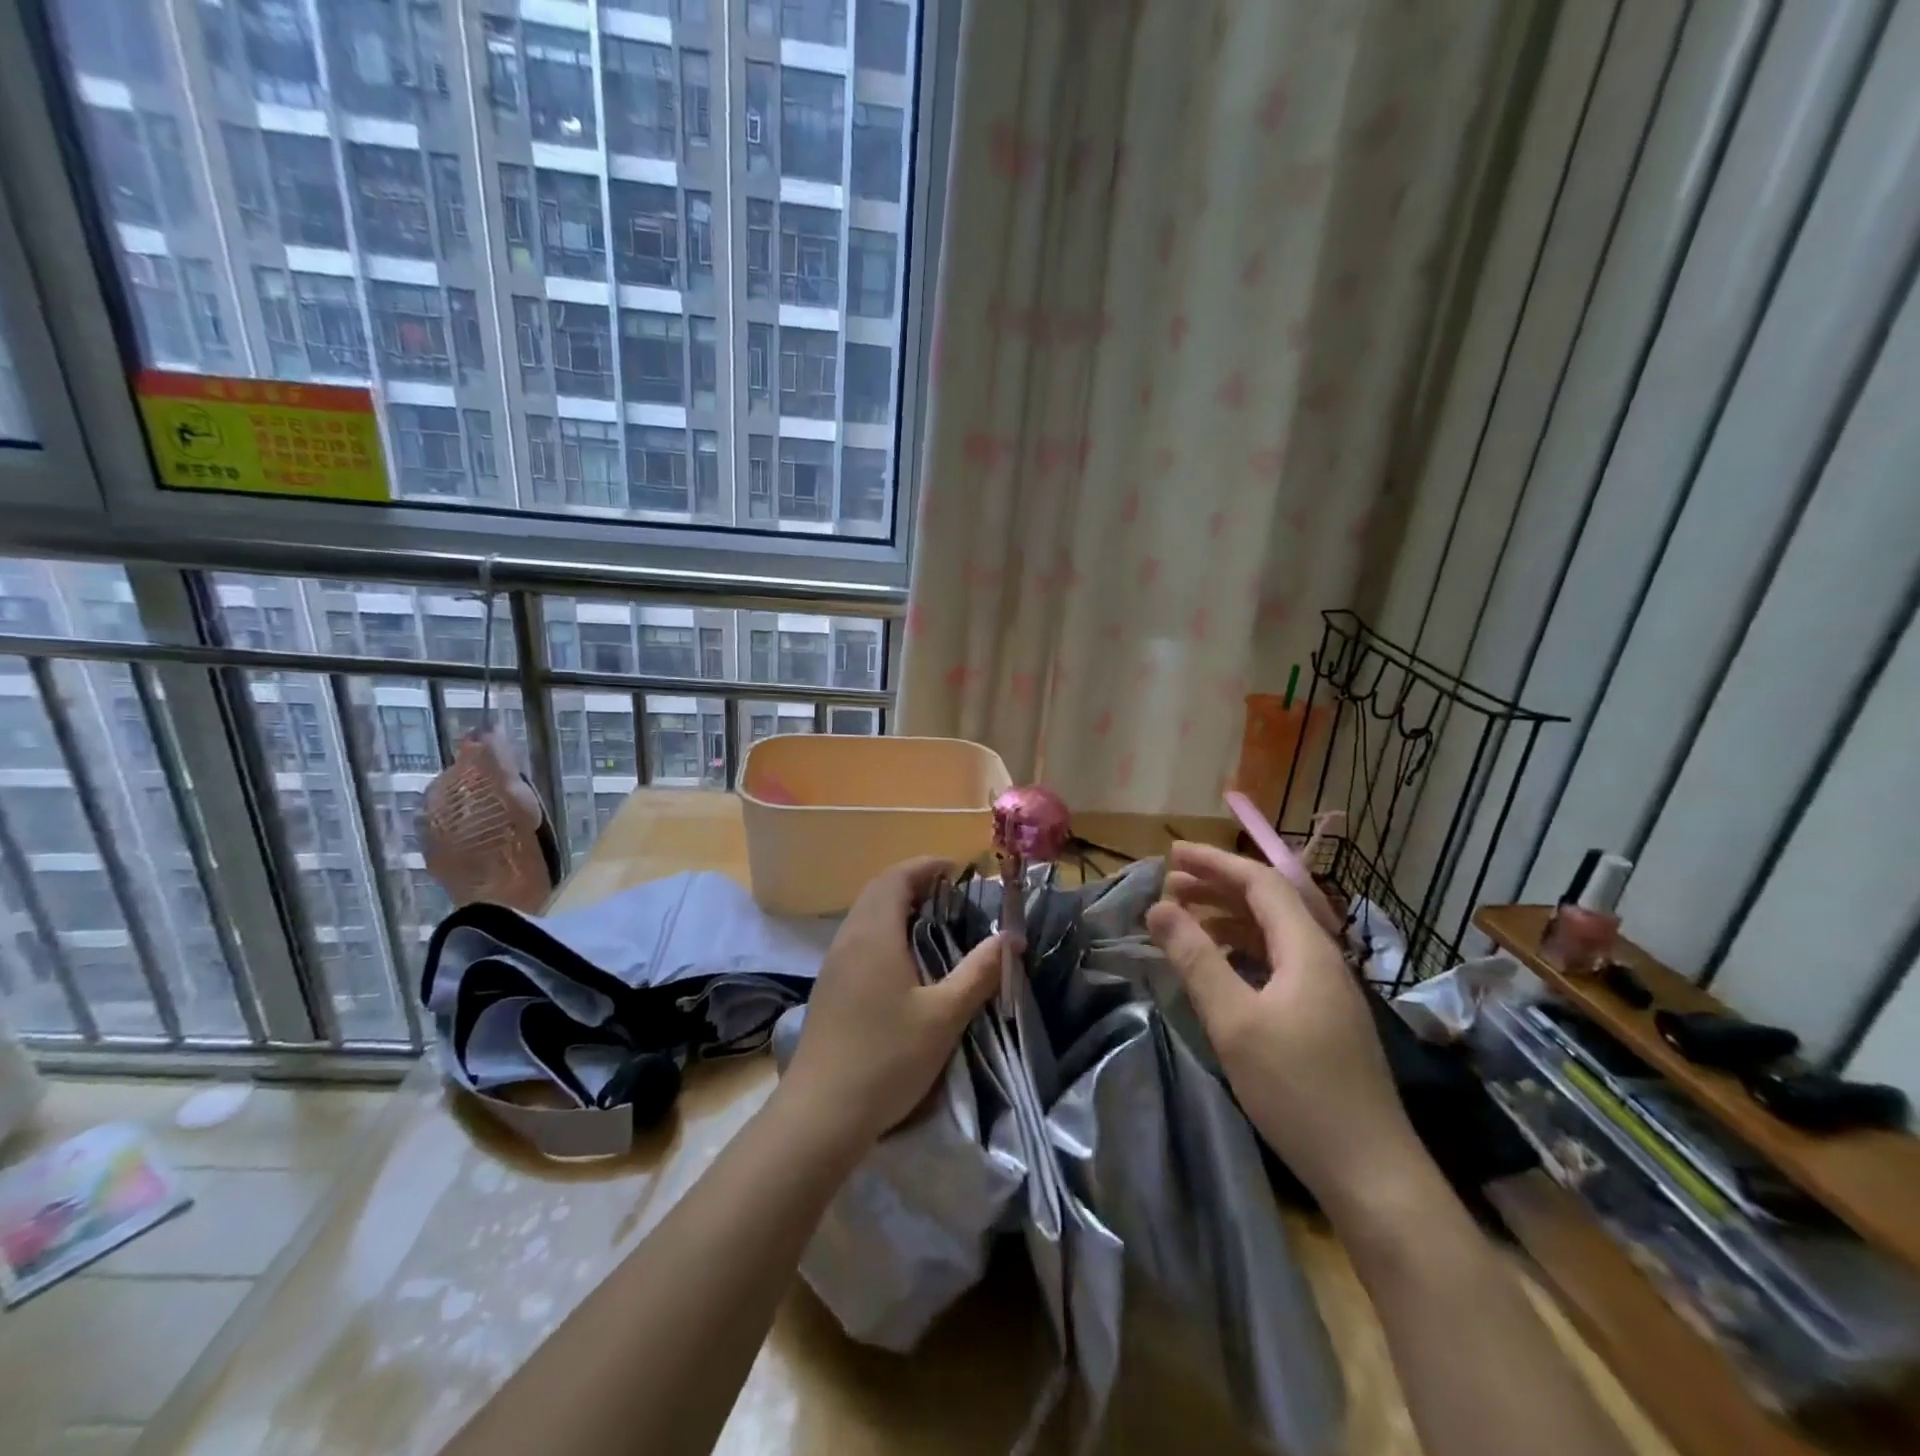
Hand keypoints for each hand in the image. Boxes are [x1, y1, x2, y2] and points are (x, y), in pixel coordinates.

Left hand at [781, 857, 1001, 1153]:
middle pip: (879, 891)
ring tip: (934, 923)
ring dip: (897, 907)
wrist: (820, 1113)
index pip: (897, 877)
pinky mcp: (829, 987)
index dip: (926, 866)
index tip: (957, 869)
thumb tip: (1010, 937)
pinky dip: (884, 931)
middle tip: (951, 895)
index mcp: (875, 933)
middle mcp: (849, 938)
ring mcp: (834, 963)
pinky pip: (859, 939)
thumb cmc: (887, 1058)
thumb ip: (979, 973)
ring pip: (866, 915)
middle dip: (914, 883)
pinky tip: (904, 962)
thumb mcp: (944, 1016)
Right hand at [1146, 841, 1419, 1210]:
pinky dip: (1242, 949)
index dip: (1214, 862)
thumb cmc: (1297, 1089)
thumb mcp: (1234, 1021)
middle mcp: (1322, 958)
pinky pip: (1277, 960)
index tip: (1170, 854)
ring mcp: (1326, 989)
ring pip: (1273, 933)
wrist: (1370, 1172)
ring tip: (1184, 918)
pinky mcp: (1324, 1016)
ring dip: (1228, 917)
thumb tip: (1158, 907)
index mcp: (1307, 948)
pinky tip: (1219, 964)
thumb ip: (1195, 959)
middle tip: (1168, 884)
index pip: (1260, 882)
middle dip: (1217, 886)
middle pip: (1269, 902)